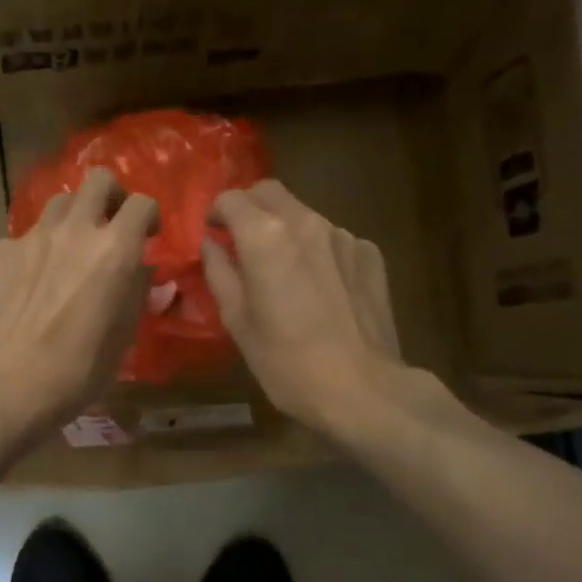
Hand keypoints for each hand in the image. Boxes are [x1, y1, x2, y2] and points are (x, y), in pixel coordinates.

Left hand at [0, 168, 157, 432]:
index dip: (149, 215)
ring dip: (73, 217)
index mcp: (114, 251)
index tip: (148, 234)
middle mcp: (74, 231)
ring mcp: (31, 237)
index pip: (141, 203)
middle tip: (110, 223)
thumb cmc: (75, 372)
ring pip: (59, 202)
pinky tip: (29, 280)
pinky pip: (24, 236)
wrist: (1, 386)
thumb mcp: (122, 339)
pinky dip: (35, 248)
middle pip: (98, 181)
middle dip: (111, 196)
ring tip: (69, 248)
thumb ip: (137, 294)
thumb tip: (145, 271)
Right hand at [201, 180, 455, 436]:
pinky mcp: (370, 254)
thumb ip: (219, 273)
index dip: (217, 213)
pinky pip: (333, 239)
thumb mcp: (237, 321)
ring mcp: (344, 235)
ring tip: (285, 272)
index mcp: (265, 237)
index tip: (214, 236)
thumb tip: (211, 245)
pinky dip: (317, 251)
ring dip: (286, 231)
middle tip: (242, 243)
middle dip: (250, 209)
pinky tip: (321, 290)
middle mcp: (307, 222)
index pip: (232, 198)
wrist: (363, 389)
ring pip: (304, 215)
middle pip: (270, 193)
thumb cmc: (286, 362)